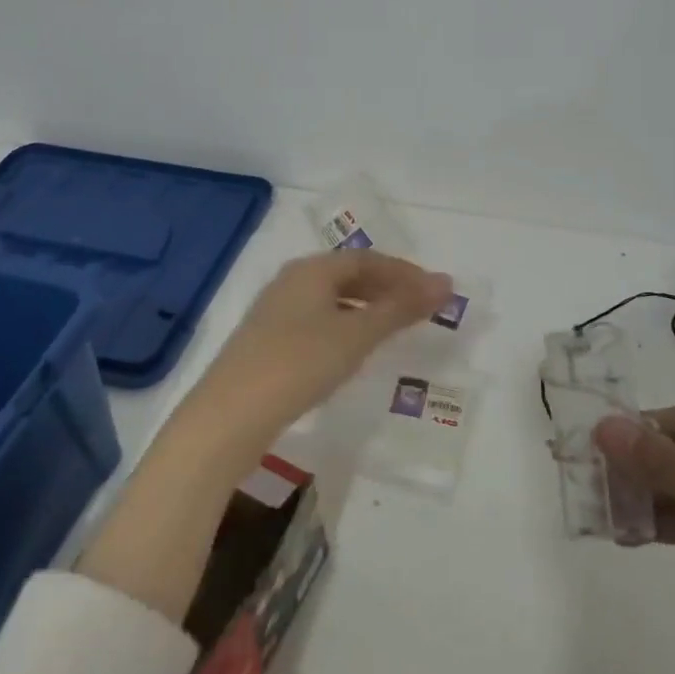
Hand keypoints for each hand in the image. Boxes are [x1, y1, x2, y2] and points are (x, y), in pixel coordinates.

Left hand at [192, 250, 452, 439]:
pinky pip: (317, 321)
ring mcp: (275, 311)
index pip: (367, 259)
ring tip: (393, 328)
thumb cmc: (299, 363)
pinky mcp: (267, 341)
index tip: (435, 291)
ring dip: (366, 308)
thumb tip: (445, 283)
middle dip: (387, 288)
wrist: (230, 414)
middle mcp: (291, 281)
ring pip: (331, 299)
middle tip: (419, 308)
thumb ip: (401, 308)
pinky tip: (353, 350)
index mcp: (312, 270)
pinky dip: (345, 326)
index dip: (404, 272)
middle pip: (348, 275)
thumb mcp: (357, 335)